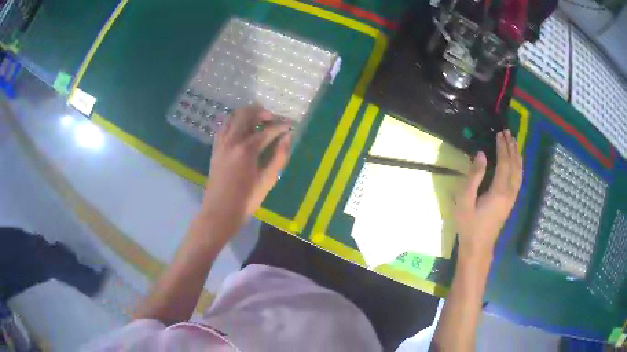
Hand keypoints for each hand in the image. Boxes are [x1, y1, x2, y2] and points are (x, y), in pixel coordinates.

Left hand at [201, 106, 291, 236]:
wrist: (219, 212)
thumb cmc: (246, 200)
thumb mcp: (267, 181)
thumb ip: (279, 157)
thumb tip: (287, 138)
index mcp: (246, 150)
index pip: (267, 130)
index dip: (281, 126)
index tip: (291, 124)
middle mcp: (232, 141)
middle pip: (246, 114)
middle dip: (262, 112)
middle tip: (273, 119)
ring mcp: (221, 143)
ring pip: (233, 117)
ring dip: (247, 114)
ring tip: (258, 121)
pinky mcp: (215, 148)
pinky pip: (224, 127)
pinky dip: (234, 122)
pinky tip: (242, 130)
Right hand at [454, 130, 522, 257]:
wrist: (478, 247)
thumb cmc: (469, 224)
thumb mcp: (465, 200)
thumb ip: (474, 176)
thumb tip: (481, 155)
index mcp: (499, 191)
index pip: (504, 163)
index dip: (502, 147)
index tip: (499, 133)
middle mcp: (509, 192)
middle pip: (514, 165)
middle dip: (511, 147)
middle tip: (507, 133)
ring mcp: (512, 198)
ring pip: (519, 172)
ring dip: (517, 155)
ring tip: (514, 142)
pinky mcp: (511, 202)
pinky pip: (519, 180)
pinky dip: (520, 167)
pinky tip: (517, 162)